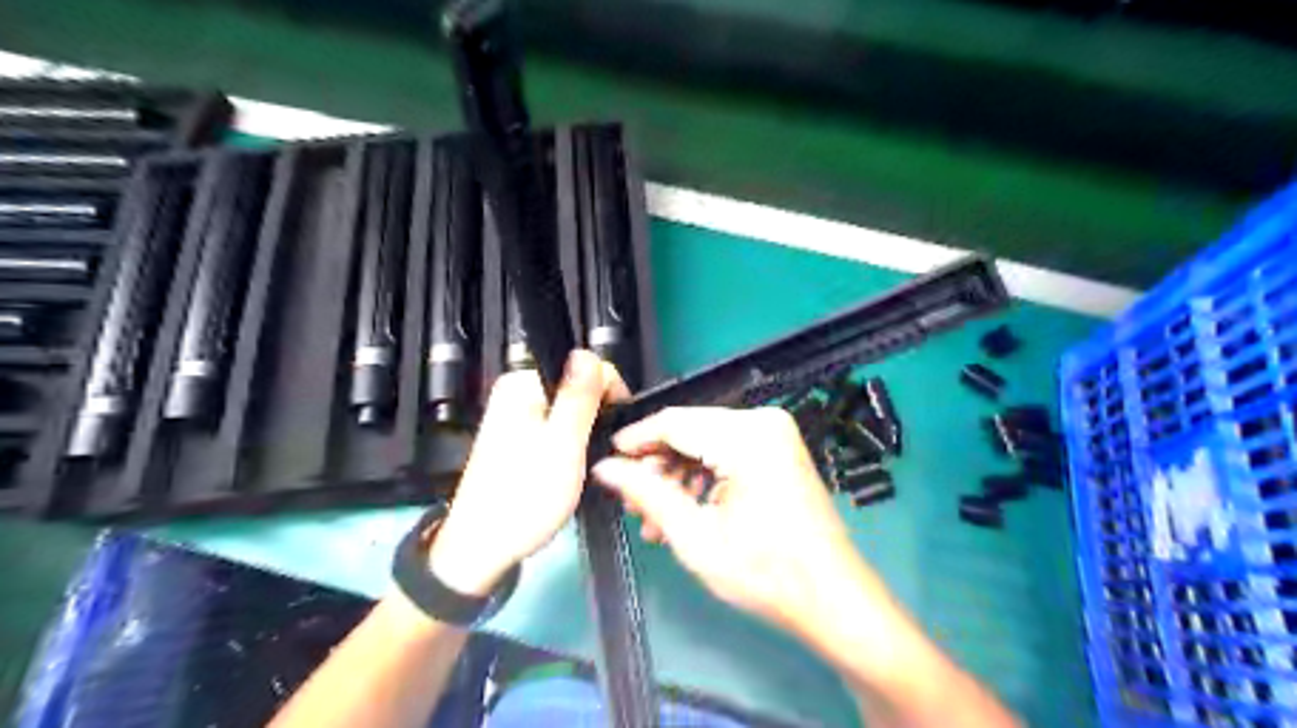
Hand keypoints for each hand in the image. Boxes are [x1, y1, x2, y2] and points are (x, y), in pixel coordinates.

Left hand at [430, 351, 626, 597]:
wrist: (482, 550)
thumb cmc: (524, 498)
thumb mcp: (562, 445)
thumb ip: (577, 397)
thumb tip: (589, 352)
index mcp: (523, 385)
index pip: (584, 366)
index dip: (610, 393)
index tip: (619, 429)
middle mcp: (517, 394)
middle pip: (579, 388)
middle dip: (600, 416)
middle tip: (606, 454)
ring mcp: (517, 417)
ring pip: (572, 411)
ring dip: (589, 433)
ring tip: (593, 465)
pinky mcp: (520, 439)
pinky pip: (558, 428)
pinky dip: (574, 444)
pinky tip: (576, 468)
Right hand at [592, 411, 898, 642]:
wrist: (832, 599)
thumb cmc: (764, 572)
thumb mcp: (694, 535)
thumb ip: (645, 493)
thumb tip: (604, 467)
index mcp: (746, 435)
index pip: (674, 422)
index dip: (635, 440)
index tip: (606, 461)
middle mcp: (763, 422)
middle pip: (690, 431)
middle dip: (656, 466)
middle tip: (631, 504)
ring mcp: (776, 435)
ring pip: (706, 443)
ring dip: (677, 476)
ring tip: (654, 519)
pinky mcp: (780, 451)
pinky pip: (728, 452)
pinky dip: (703, 477)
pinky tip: (685, 513)